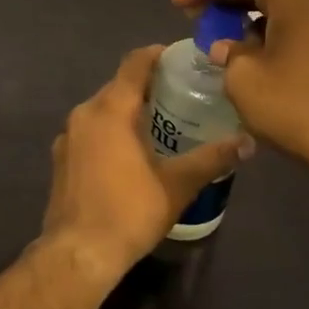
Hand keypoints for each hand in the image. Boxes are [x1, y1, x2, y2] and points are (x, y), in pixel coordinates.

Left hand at [38, 45, 246, 287]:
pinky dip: (110, 130)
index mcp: (110, 109)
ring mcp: (67, 135)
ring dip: (127, 110)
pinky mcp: (61, 157)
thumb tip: (248, 142)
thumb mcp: (177, 185)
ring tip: (159, 123)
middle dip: (147, 86)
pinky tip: (129, 151)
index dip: (156, 55)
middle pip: (118, 86)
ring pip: (102, 109)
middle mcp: (84, 113)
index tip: (180, 59)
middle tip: (180, 94)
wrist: (78, 252)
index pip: (134, 64)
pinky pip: (90, 130)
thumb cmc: (129, 212)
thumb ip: (212, 158)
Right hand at [172, 0, 308, 175]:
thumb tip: (226, 47)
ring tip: (218, 34)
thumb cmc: (296, 106)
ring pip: (280, 5)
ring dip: (246, 15)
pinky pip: (296, 24)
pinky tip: (249, 51)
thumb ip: (227, 51)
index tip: (176, 4)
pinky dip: (268, 30)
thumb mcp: (244, 78)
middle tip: (194, 16)